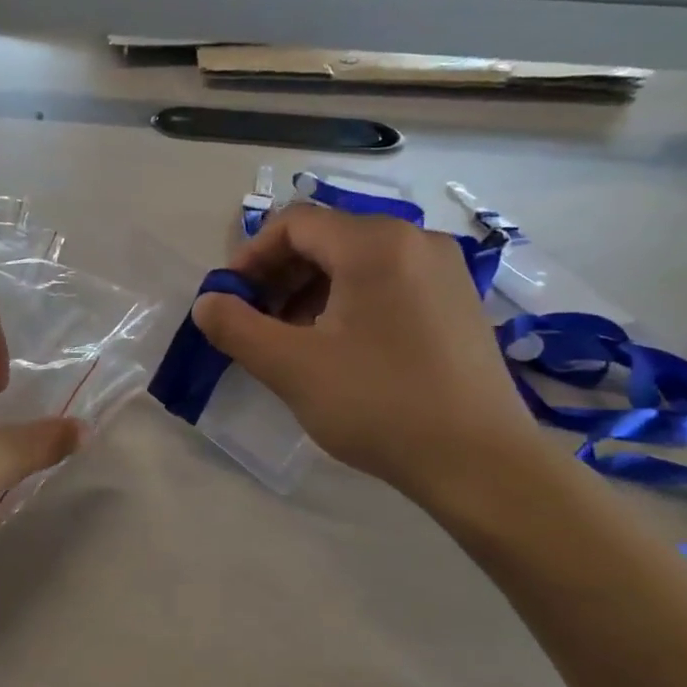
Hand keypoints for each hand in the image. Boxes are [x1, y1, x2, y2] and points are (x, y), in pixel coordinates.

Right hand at [193, 204, 546, 503]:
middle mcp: (415, 241)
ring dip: (310, 291)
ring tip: (293, 341)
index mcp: (375, 243)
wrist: (480, 462)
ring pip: (357, 262)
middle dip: (279, 276)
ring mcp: (444, 271)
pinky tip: (339, 348)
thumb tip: (207, 303)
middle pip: (327, 238)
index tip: (230, 300)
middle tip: (255, 323)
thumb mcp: (291, 367)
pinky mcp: (458, 302)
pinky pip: (388, 282)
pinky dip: (349, 302)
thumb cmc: (378, 404)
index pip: (294, 223)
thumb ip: (236, 328)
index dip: (251, 257)